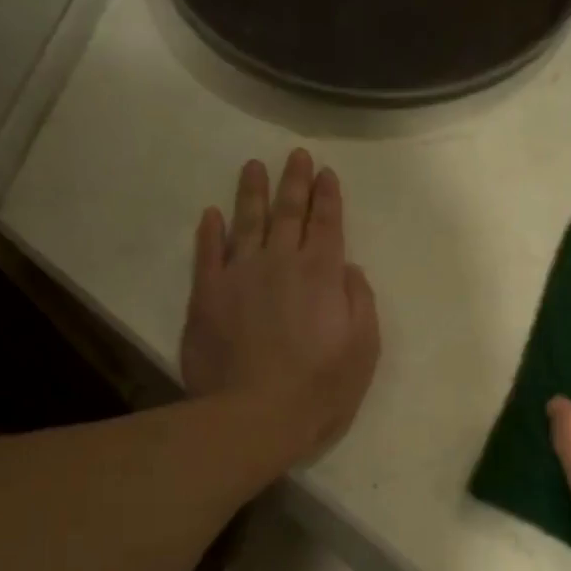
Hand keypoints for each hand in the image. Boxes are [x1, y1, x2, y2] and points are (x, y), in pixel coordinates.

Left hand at [181, 149, 380, 464]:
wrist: (255, 415)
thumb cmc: (320, 388)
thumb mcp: (363, 348)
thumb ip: (359, 301)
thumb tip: (348, 268)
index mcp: (322, 274)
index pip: (327, 224)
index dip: (328, 197)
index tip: (326, 173)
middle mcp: (280, 262)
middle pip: (288, 213)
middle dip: (294, 182)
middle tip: (296, 156)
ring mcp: (239, 275)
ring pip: (246, 222)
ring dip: (252, 193)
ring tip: (253, 167)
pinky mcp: (206, 295)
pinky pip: (208, 253)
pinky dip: (210, 231)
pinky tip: (212, 214)